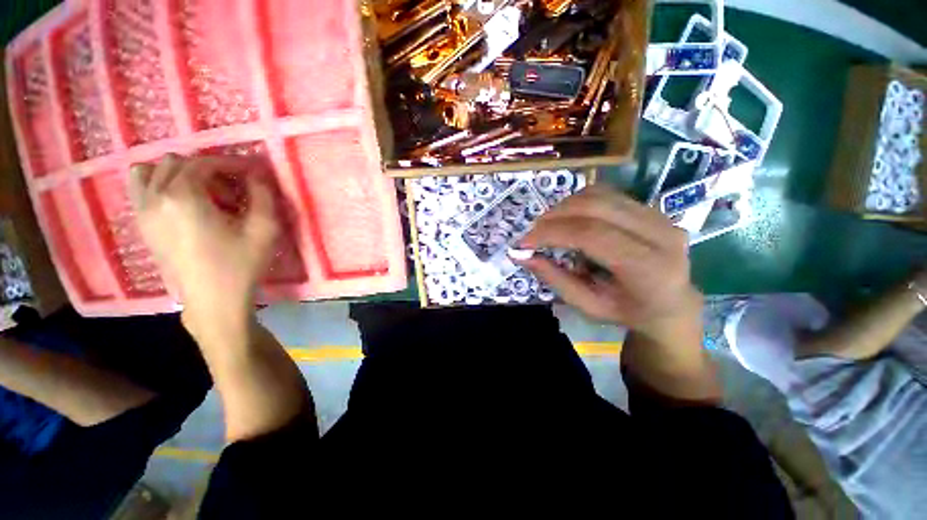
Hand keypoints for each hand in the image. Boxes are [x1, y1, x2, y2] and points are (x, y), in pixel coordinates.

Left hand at [129, 154, 277, 330]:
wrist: (213, 300)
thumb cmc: (240, 264)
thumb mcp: (264, 229)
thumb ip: (263, 195)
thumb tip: (258, 172)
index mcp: (183, 196)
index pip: (204, 163)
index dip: (231, 163)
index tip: (252, 172)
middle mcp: (155, 197)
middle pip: (176, 163)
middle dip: (207, 170)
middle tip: (231, 191)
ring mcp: (142, 212)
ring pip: (150, 172)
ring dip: (178, 174)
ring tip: (202, 193)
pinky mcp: (141, 226)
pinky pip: (140, 190)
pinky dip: (159, 185)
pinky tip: (182, 204)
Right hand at [518, 185, 700, 341]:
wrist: (673, 305)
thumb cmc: (629, 312)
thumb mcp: (588, 306)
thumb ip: (555, 279)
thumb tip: (521, 256)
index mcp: (649, 268)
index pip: (592, 235)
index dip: (552, 233)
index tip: (525, 242)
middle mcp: (660, 234)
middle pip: (596, 207)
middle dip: (555, 216)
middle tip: (533, 232)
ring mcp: (660, 216)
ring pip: (601, 195)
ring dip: (565, 206)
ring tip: (548, 225)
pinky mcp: (652, 208)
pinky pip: (608, 194)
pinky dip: (580, 202)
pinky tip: (569, 218)